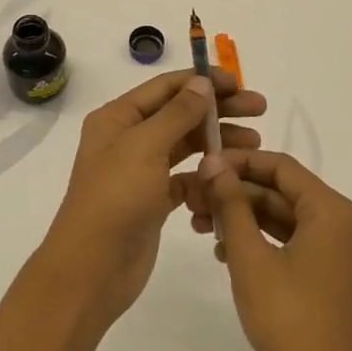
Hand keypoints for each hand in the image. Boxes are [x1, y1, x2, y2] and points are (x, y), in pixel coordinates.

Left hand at [40, 69, 265, 328]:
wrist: (92, 269)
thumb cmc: (115, 198)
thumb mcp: (145, 147)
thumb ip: (177, 114)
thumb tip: (202, 83)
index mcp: (118, 118)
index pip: (166, 87)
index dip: (203, 81)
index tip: (240, 84)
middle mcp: (129, 138)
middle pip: (180, 114)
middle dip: (218, 109)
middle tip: (259, 108)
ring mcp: (142, 170)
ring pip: (186, 146)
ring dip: (218, 141)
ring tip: (254, 143)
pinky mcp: (154, 200)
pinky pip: (186, 178)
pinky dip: (207, 176)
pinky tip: (229, 180)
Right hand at [189, 152, 351, 350]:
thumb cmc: (290, 319)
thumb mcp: (251, 257)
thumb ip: (232, 205)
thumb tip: (213, 163)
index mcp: (330, 210)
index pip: (280, 166)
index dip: (239, 162)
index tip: (202, 166)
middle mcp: (340, 222)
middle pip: (280, 191)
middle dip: (236, 193)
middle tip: (193, 200)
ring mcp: (336, 251)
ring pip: (282, 218)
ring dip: (242, 217)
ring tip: (200, 226)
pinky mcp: (328, 275)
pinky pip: (290, 242)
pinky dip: (259, 241)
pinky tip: (224, 253)